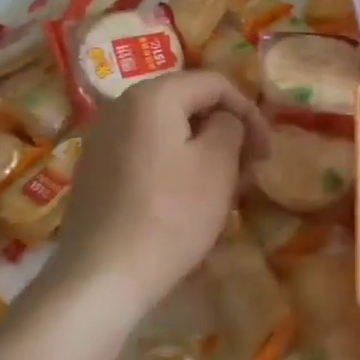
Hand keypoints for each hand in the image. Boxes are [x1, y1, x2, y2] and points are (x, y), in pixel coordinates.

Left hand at [51, 71, 270, 311]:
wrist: (102, 276)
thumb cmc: (170, 215)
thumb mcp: (218, 164)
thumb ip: (230, 126)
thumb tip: (224, 120)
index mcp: (152, 95)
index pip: (215, 84)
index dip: (249, 112)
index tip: (266, 152)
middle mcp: (120, 105)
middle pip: (187, 103)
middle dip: (224, 130)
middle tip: (247, 168)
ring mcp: (101, 138)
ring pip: (166, 129)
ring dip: (201, 148)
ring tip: (222, 185)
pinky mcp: (94, 169)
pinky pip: (145, 150)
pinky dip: (173, 163)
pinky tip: (185, 198)